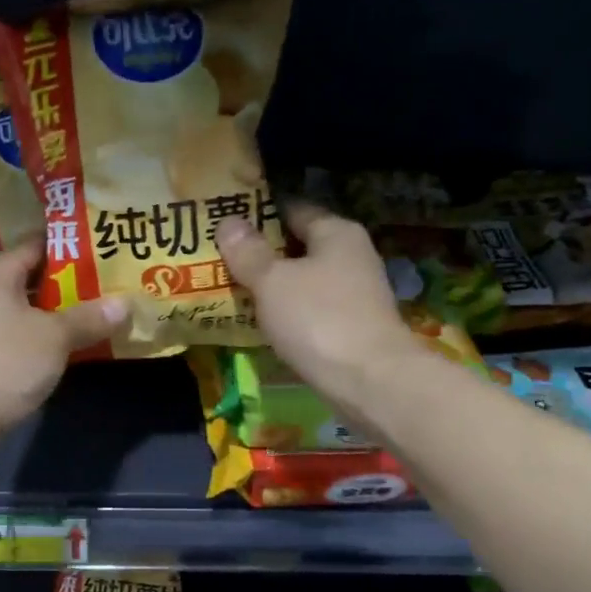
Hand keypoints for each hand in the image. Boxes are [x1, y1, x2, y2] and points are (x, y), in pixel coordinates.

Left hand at [0, 239, 126, 449]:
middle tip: (116, 281)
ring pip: (35, 312)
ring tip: (107, 311)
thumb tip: (126, 302)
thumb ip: (89, 318)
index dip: (71, 244)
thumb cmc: (2, 362)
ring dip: (66, 314)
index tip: (105, 245)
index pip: (38, 245)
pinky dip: (52, 339)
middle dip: (75, 282)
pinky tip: (80, 345)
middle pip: (38, 279)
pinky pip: (28, 338)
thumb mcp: (54, 337)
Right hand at [217, 203, 422, 420]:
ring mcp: (356, 295)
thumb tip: (228, 221)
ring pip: (305, 282)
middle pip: (300, 247)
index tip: (226, 223)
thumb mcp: (273, 282)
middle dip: (264, 254)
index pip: (293, 209)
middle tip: (220, 261)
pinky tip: (263, 325)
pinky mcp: (353, 328)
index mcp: (336, 232)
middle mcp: (352, 256)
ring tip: (233, 293)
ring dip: (275, 288)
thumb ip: (249, 252)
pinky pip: (312, 312)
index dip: (259, 214)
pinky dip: (289, 315)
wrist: (370, 382)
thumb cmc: (319, 319)